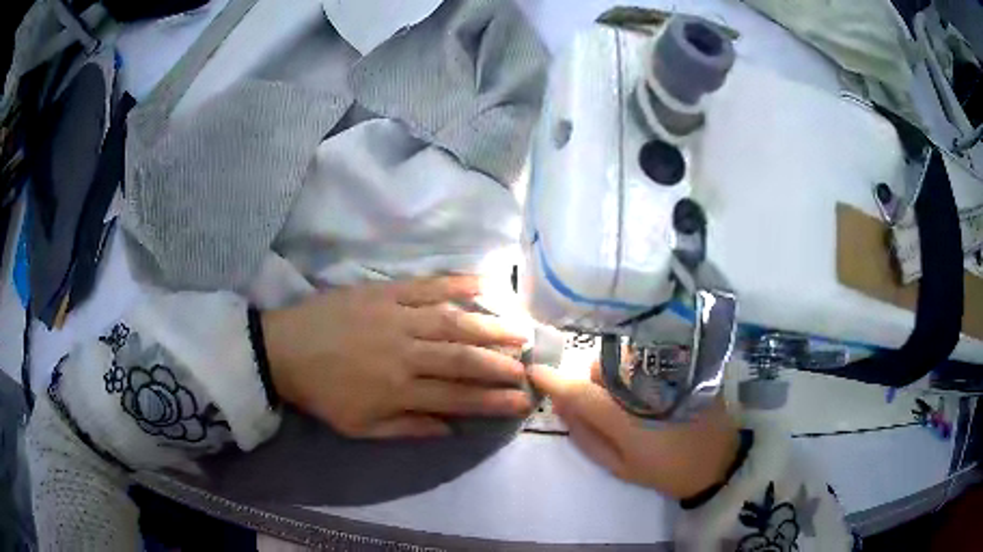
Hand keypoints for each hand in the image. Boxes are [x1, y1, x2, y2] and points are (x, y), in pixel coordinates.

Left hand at [262, 276, 532, 438]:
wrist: (284, 350)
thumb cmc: (322, 393)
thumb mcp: (361, 426)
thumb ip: (408, 428)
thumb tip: (451, 429)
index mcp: (399, 390)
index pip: (458, 397)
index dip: (493, 400)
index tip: (521, 400)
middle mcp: (405, 354)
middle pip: (463, 358)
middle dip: (501, 363)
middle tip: (530, 364)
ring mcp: (397, 318)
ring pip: (453, 321)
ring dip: (491, 325)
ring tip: (520, 327)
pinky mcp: (385, 292)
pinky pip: (428, 285)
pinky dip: (458, 282)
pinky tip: (485, 281)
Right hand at [529, 363, 738, 498]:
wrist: (718, 460)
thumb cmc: (666, 470)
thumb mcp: (620, 467)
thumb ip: (587, 438)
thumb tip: (561, 409)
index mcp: (628, 420)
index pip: (581, 392)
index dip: (554, 381)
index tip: (534, 371)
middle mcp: (646, 387)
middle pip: (601, 365)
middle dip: (592, 380)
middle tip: (605, 403)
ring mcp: (668, 372)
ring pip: (623, 355)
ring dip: (615, 371)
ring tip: (631, 395)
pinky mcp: (684, 365)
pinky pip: (646, 352)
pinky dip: (636, 363)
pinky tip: (648, 384)